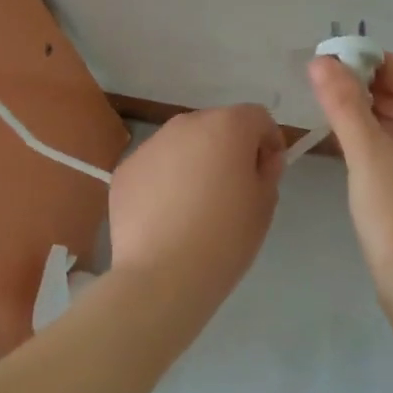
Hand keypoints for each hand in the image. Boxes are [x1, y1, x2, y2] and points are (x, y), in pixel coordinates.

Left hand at [109, 104, 285, 300]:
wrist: (162, 274)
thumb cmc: (225, 237)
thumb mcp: (264, 204)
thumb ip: (268, 171)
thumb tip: (262, 159)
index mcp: (227, 126)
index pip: (257, 117)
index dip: (268, 141)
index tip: (267, 172)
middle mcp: (185, 124)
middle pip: (216, 125)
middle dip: (229, 148)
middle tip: (232, 190)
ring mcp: (149, 145)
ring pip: (182, 145)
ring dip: (194, 162)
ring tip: (195, 206)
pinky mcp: (125, 170)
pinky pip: (155, 167)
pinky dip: (164, 181)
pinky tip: (166, 217)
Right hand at [308, 52, 392, 288]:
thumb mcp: (366, 151)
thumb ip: (343, 103)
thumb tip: (321, 61)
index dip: (372, 63)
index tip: (334, 62)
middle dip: (371, 89)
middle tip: (327, 87)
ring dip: (377, 115)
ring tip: (334, 111)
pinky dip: (387, 142)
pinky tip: (356, 147)